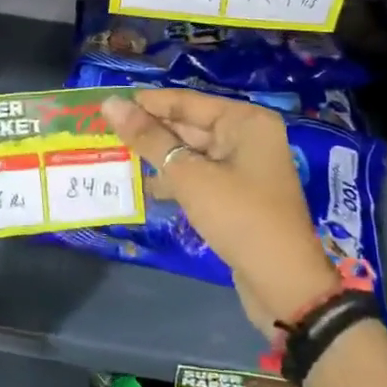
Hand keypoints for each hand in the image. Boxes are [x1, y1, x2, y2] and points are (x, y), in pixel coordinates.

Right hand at [103, 88, 339, 337]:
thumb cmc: (239, 218)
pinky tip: (142, 186)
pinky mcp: (236, 194)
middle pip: (188, 124)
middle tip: (102, 133)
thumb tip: (109, 103)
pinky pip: (198, 175)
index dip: (144, 103)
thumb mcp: (188, 176)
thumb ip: (148, 138)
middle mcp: (247, 136)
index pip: (185, 102)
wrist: (284, 285)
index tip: (104, 106)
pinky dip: (173, 179)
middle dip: (149, 131)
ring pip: (189, 152)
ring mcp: (243, 166)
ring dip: (156, 156)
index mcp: (244, 121)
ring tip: (114, 157)